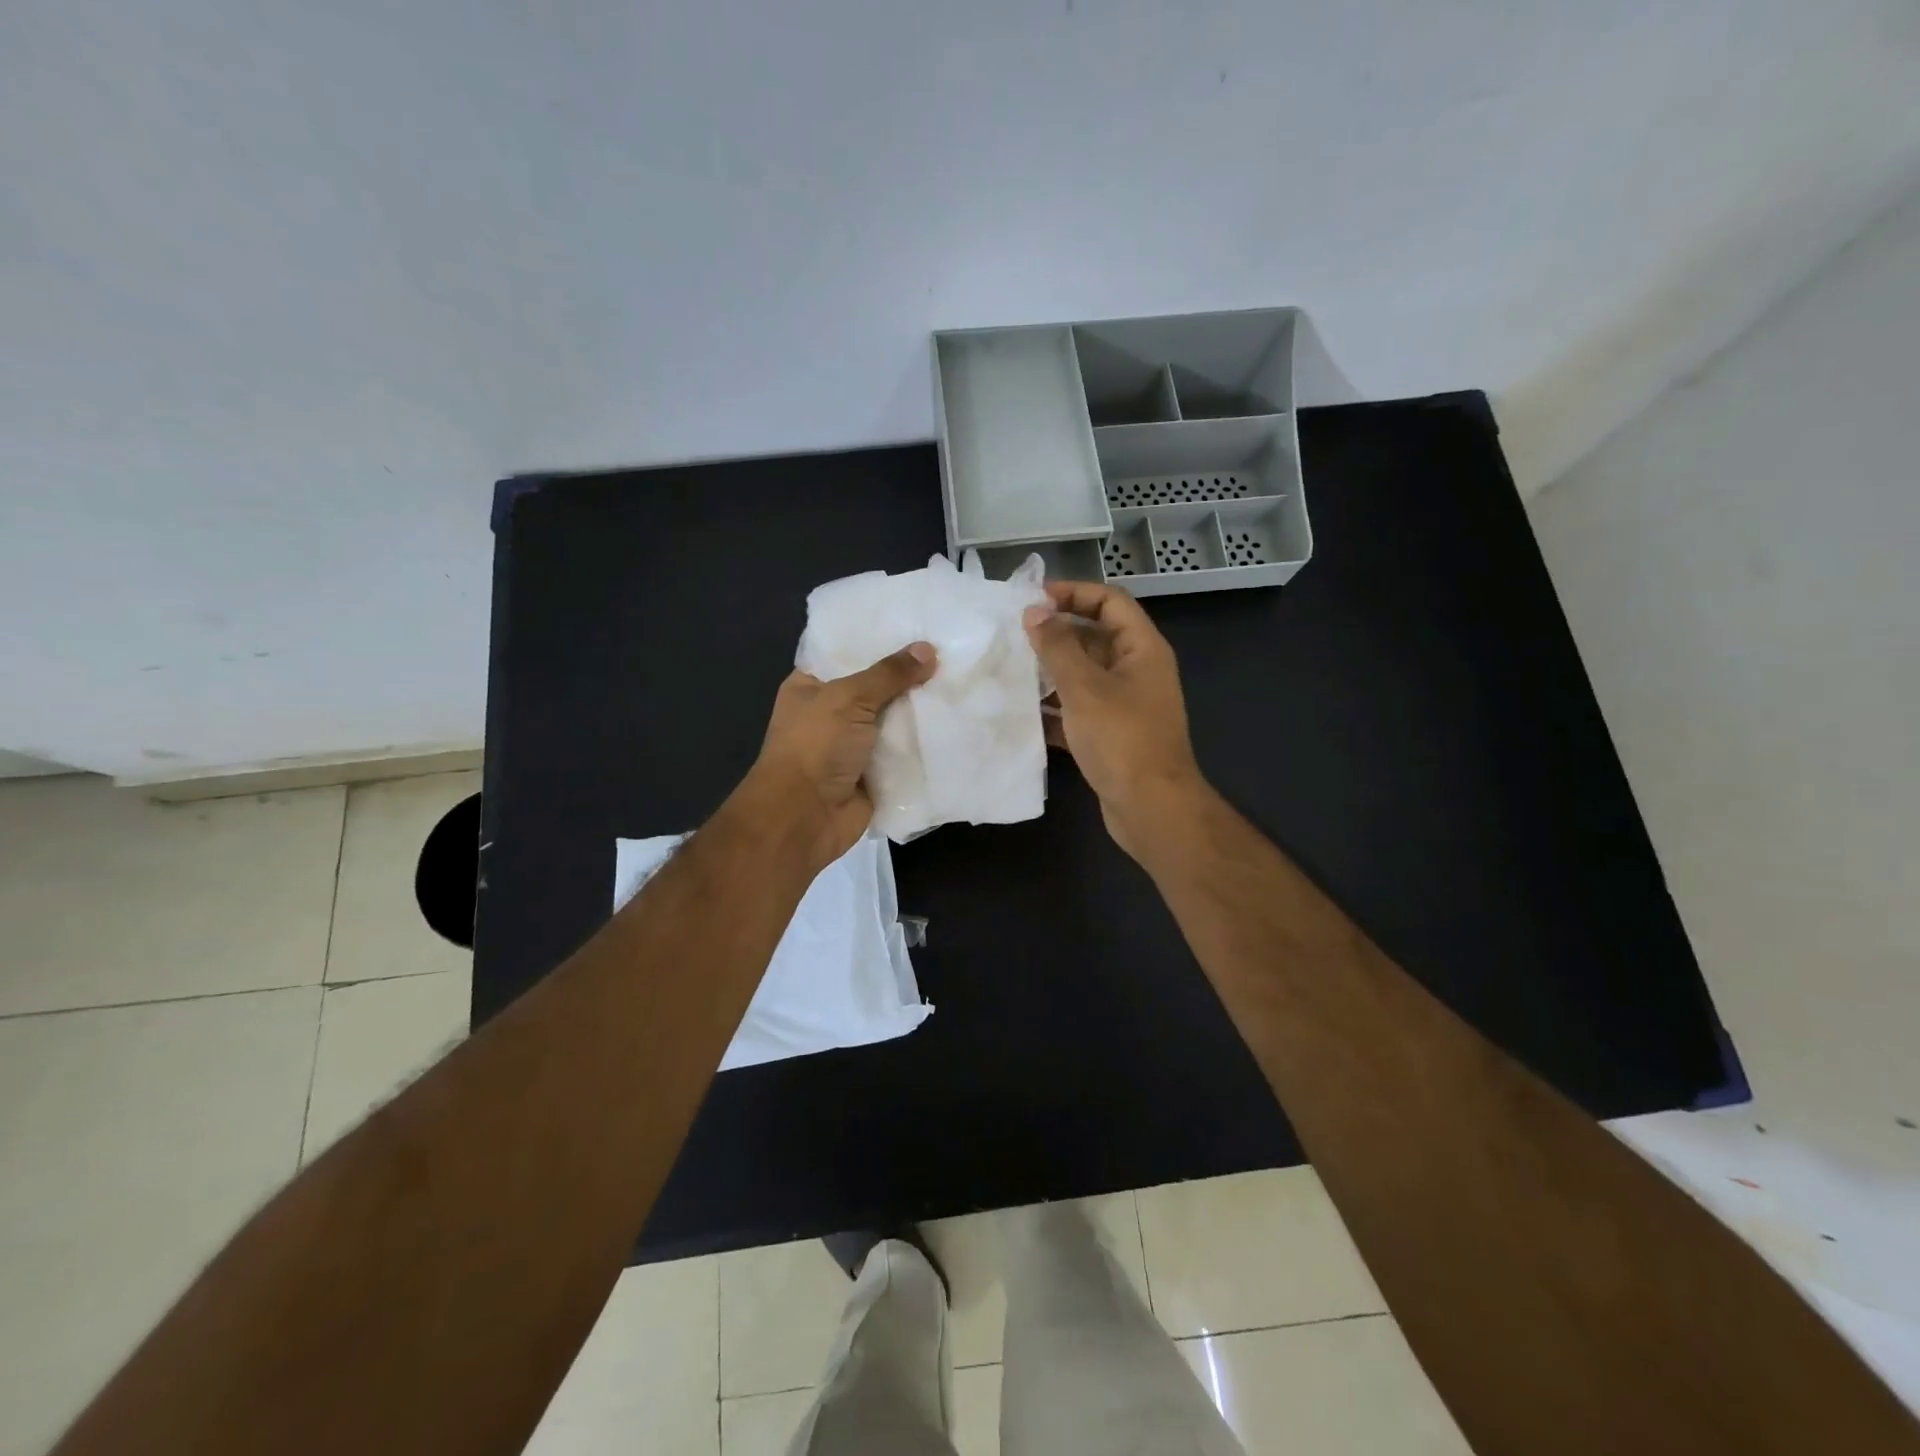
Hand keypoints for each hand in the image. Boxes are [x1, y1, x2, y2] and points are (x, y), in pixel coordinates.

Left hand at [742, 642, 937, 868]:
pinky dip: (926, 742)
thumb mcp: (849, 698)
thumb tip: (928, 649)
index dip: (879, 639)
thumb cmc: (815, 746)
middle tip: (951, 650)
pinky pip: (905, 751)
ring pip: (895, 719)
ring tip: (962, 680)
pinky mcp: (876, 772)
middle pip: (877, 686)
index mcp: (812, 686)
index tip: (917, 623)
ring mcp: (855, 744)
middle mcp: (832, 712)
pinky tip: (959, 720)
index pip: (847, 652)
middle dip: (909, 674)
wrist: (805, 817)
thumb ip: (889, 674)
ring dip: (922, 709)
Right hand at [1023, 581, 1205, 859]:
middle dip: (1057, 633)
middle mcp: (1137, 671)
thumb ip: (1058, 647)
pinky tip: (1024, 714)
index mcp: (1142, 649)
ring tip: (1012, 669)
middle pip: (1096, 636)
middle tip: (1014, 634)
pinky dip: (1055, 709)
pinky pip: (1080, 709)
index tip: (1033, 598)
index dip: (1074, 592)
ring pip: (1085, 675)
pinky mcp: (1112, 734)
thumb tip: (1035, 613)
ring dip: (1052, 671)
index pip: (1110, 601)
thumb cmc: (1121, 739)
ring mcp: (1126, 704)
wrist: (1151, 807)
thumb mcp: (1085, 688)